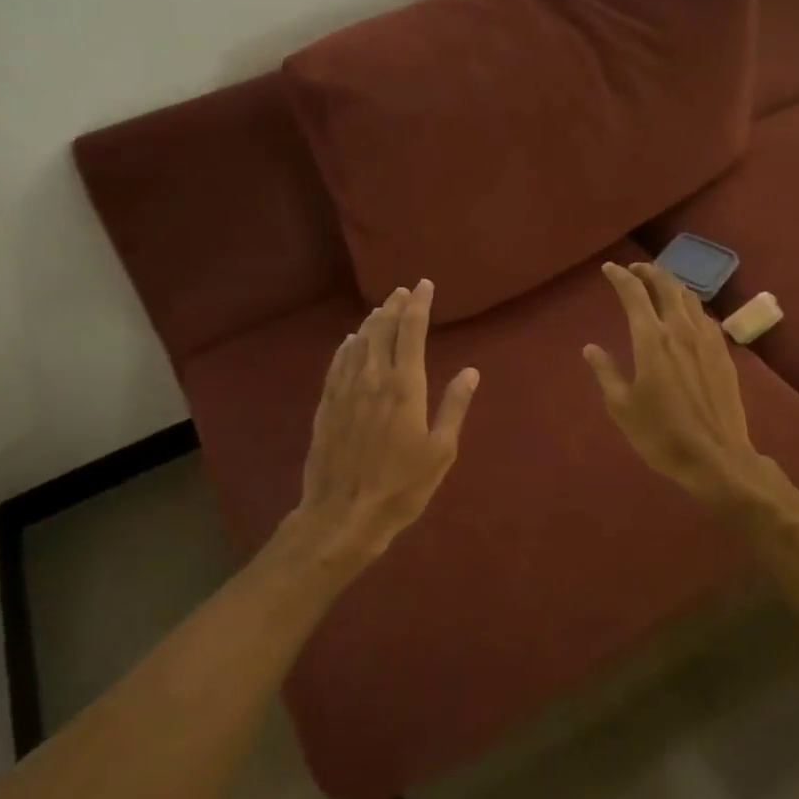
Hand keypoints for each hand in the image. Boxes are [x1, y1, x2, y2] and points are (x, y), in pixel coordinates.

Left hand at [283, 278, 478, 570]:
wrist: (343, 514)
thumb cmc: (401, 486)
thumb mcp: (440, 451)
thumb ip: (454, 407)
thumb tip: (471, 372)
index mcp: (405, 386)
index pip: (412, 332)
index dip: (419, 305)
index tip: (424, 285)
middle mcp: (373, 378)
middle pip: (382, 330)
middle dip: (395, 306)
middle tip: (403, 291)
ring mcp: (346, 390)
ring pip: (359, 343)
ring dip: (372, 322)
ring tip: (382, 309)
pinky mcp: (327, 405)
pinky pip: (337, 364)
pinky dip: (347, 347)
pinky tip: (350, 341)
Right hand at [584, 262, 767, 504]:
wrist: (717, 458)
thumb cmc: (661, 435)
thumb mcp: (622, 407)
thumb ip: (605, 372)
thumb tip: (591, 348)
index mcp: (651, 339)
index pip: (634, 294)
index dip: (620, 276)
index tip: (608, 269)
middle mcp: (680, 330)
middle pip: (666, 285)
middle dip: (648, 272)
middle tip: (634, 270)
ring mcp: (707, 340)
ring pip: (690, 298)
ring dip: (671, 284)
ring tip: (659, 285)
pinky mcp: (724, 354)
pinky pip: (705, 317)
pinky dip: (690, 306)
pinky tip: (687, 315)